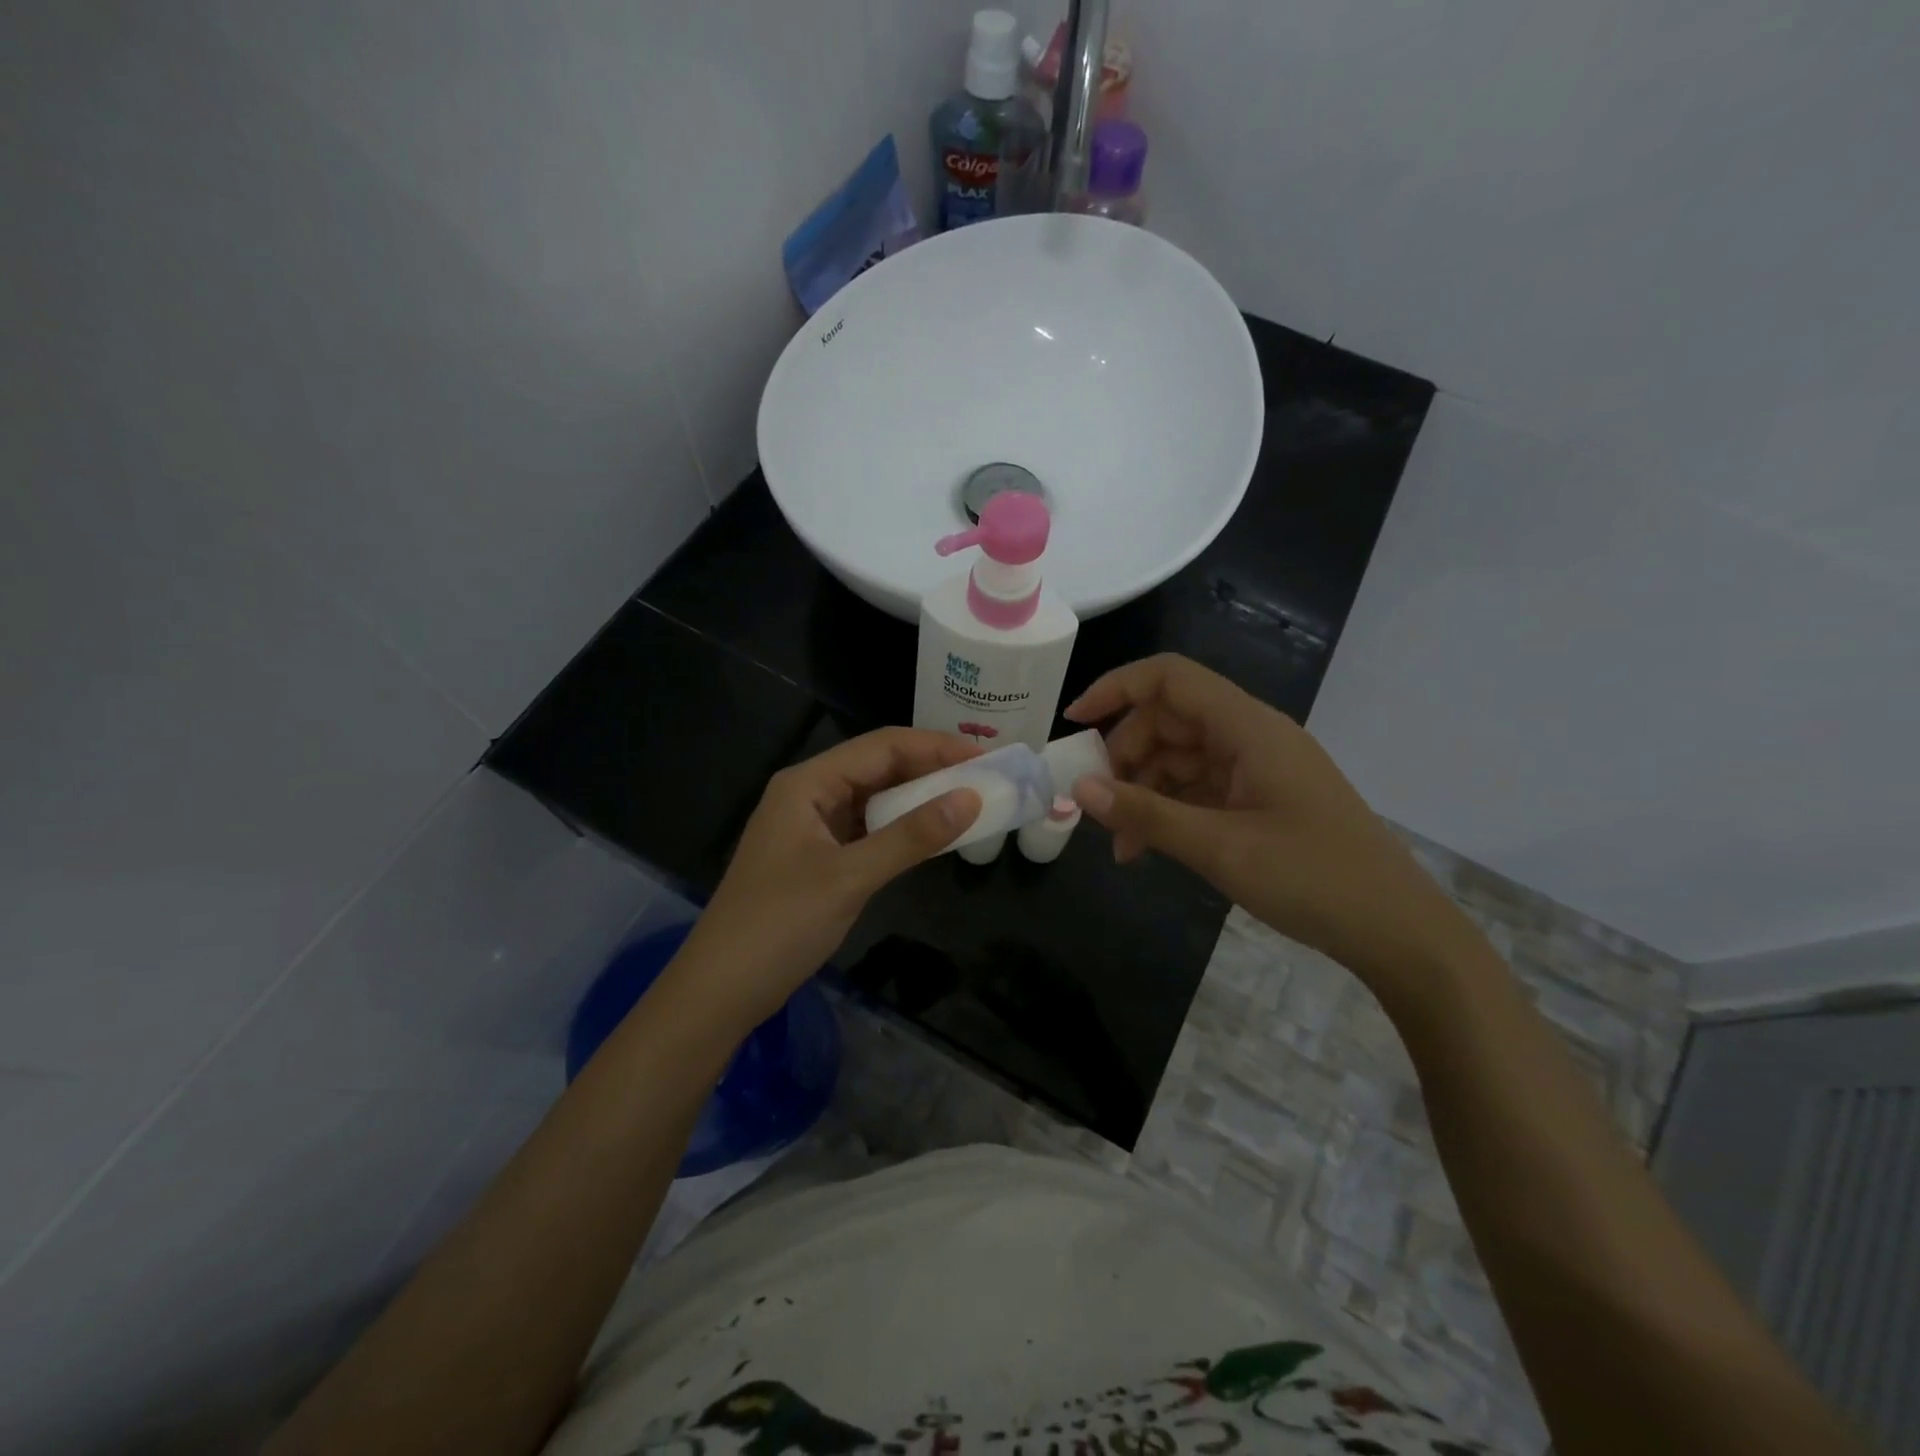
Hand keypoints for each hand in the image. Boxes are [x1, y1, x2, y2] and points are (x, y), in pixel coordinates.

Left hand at [669, 728, 981, 1032]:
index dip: (936, 747)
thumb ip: (911, 837)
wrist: (720, 991)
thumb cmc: (778, 925)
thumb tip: (971, 799)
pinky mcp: (818, 857)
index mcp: (808, 783)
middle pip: (879, 767)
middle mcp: (809, 794)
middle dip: (931, 769)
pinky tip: (932, 835)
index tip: (986, 757)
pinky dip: (901, 829)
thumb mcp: (850, 877)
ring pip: (875, 799)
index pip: (882, 747)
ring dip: (919, 799)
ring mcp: (812, 826)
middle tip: (987, 778)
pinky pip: (868, 829)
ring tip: (969, 801)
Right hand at [1065, 654, 1473, 996]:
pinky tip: (1145, 849)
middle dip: (1125, 756)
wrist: (1397, 932)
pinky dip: (1167, 812)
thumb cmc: (1314, 879)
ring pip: (1179, 758)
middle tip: (1096, 803)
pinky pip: (1198, 790)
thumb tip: (1080, 789)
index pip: (1170, 679)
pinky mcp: (1259, 801)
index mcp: (1248, 728)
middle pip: (1168, 720)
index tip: (1073, 724)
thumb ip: (1146, 814)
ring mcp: (1256, 770)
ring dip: (1143, 791)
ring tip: (1119, 844)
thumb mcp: (1220, 848)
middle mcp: (1250, 737)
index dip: (1116, 689)